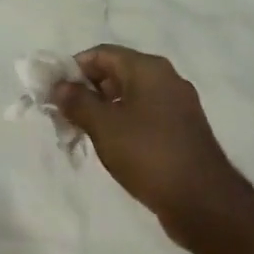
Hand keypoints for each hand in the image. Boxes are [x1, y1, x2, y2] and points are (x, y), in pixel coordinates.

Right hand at [53, 46, 246, 246]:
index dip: (73, 68)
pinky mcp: (180, 130)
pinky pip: (143, 116)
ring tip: (78, 133)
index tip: (51, 91)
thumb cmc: (149, 154)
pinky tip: (107, 146)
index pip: (102, 53)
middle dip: (85, 91)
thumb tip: (60, 86)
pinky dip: (121, 124)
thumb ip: (77, 102)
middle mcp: (165, 79)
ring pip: (129, 97)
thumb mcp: (104, 126)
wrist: (202, 200)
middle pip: (116, 73)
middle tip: (61, 115)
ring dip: (101, 110)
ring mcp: (176, 105)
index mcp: (149, 69)